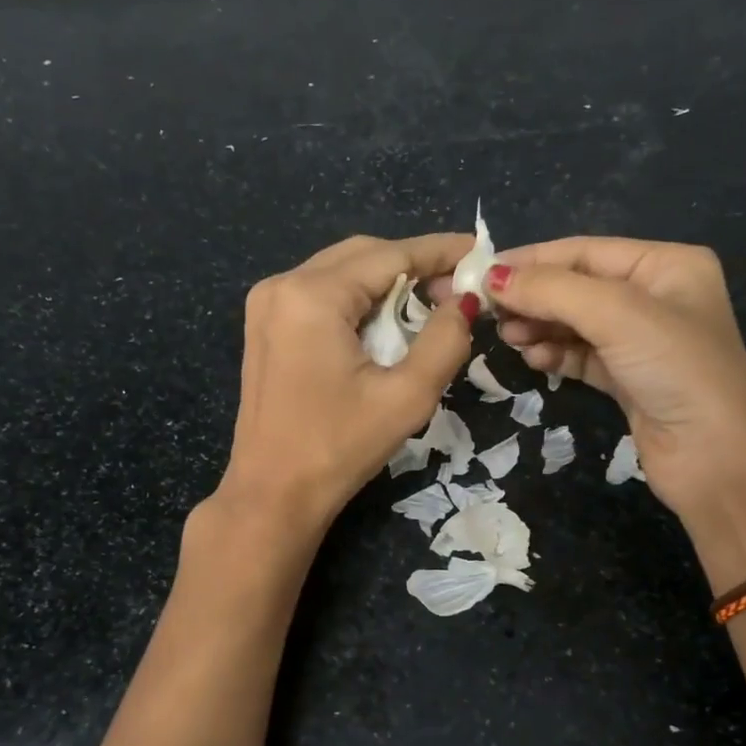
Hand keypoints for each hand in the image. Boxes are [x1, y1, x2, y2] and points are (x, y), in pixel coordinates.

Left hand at [217, 233, 474, 532]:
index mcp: (312, 295)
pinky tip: (386, 323)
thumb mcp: (405, 398)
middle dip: (414, 265)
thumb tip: (464, 302)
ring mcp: (267, 305)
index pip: (390, 255)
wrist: (272, 495)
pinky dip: (359, 300)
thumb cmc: (339, 449)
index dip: (440, 251)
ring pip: (341, 272)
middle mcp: (282, 285)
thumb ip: (444, 342)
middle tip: (458, 291)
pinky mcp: (265, 328)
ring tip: (430, 306)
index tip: (480, 252)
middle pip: (362, 255)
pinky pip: (321, 295)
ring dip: (387, 282)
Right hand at [479, 237, 745, 522]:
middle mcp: (656, 297)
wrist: (712, 457)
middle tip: (490, 312)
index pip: (586, 251)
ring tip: (508, 337)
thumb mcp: (616, 315)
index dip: (533, 260)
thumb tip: (492, 277)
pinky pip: (582, 356)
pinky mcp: (628, 379)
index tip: (482, 273)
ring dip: (540, 326)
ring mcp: (642, 342)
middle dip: (534, 297)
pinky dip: (556, 354)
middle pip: (578, 287)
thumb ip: (552, 291)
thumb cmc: (675, 369)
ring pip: (576, 323)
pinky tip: (534, 358)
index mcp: (667, 265)